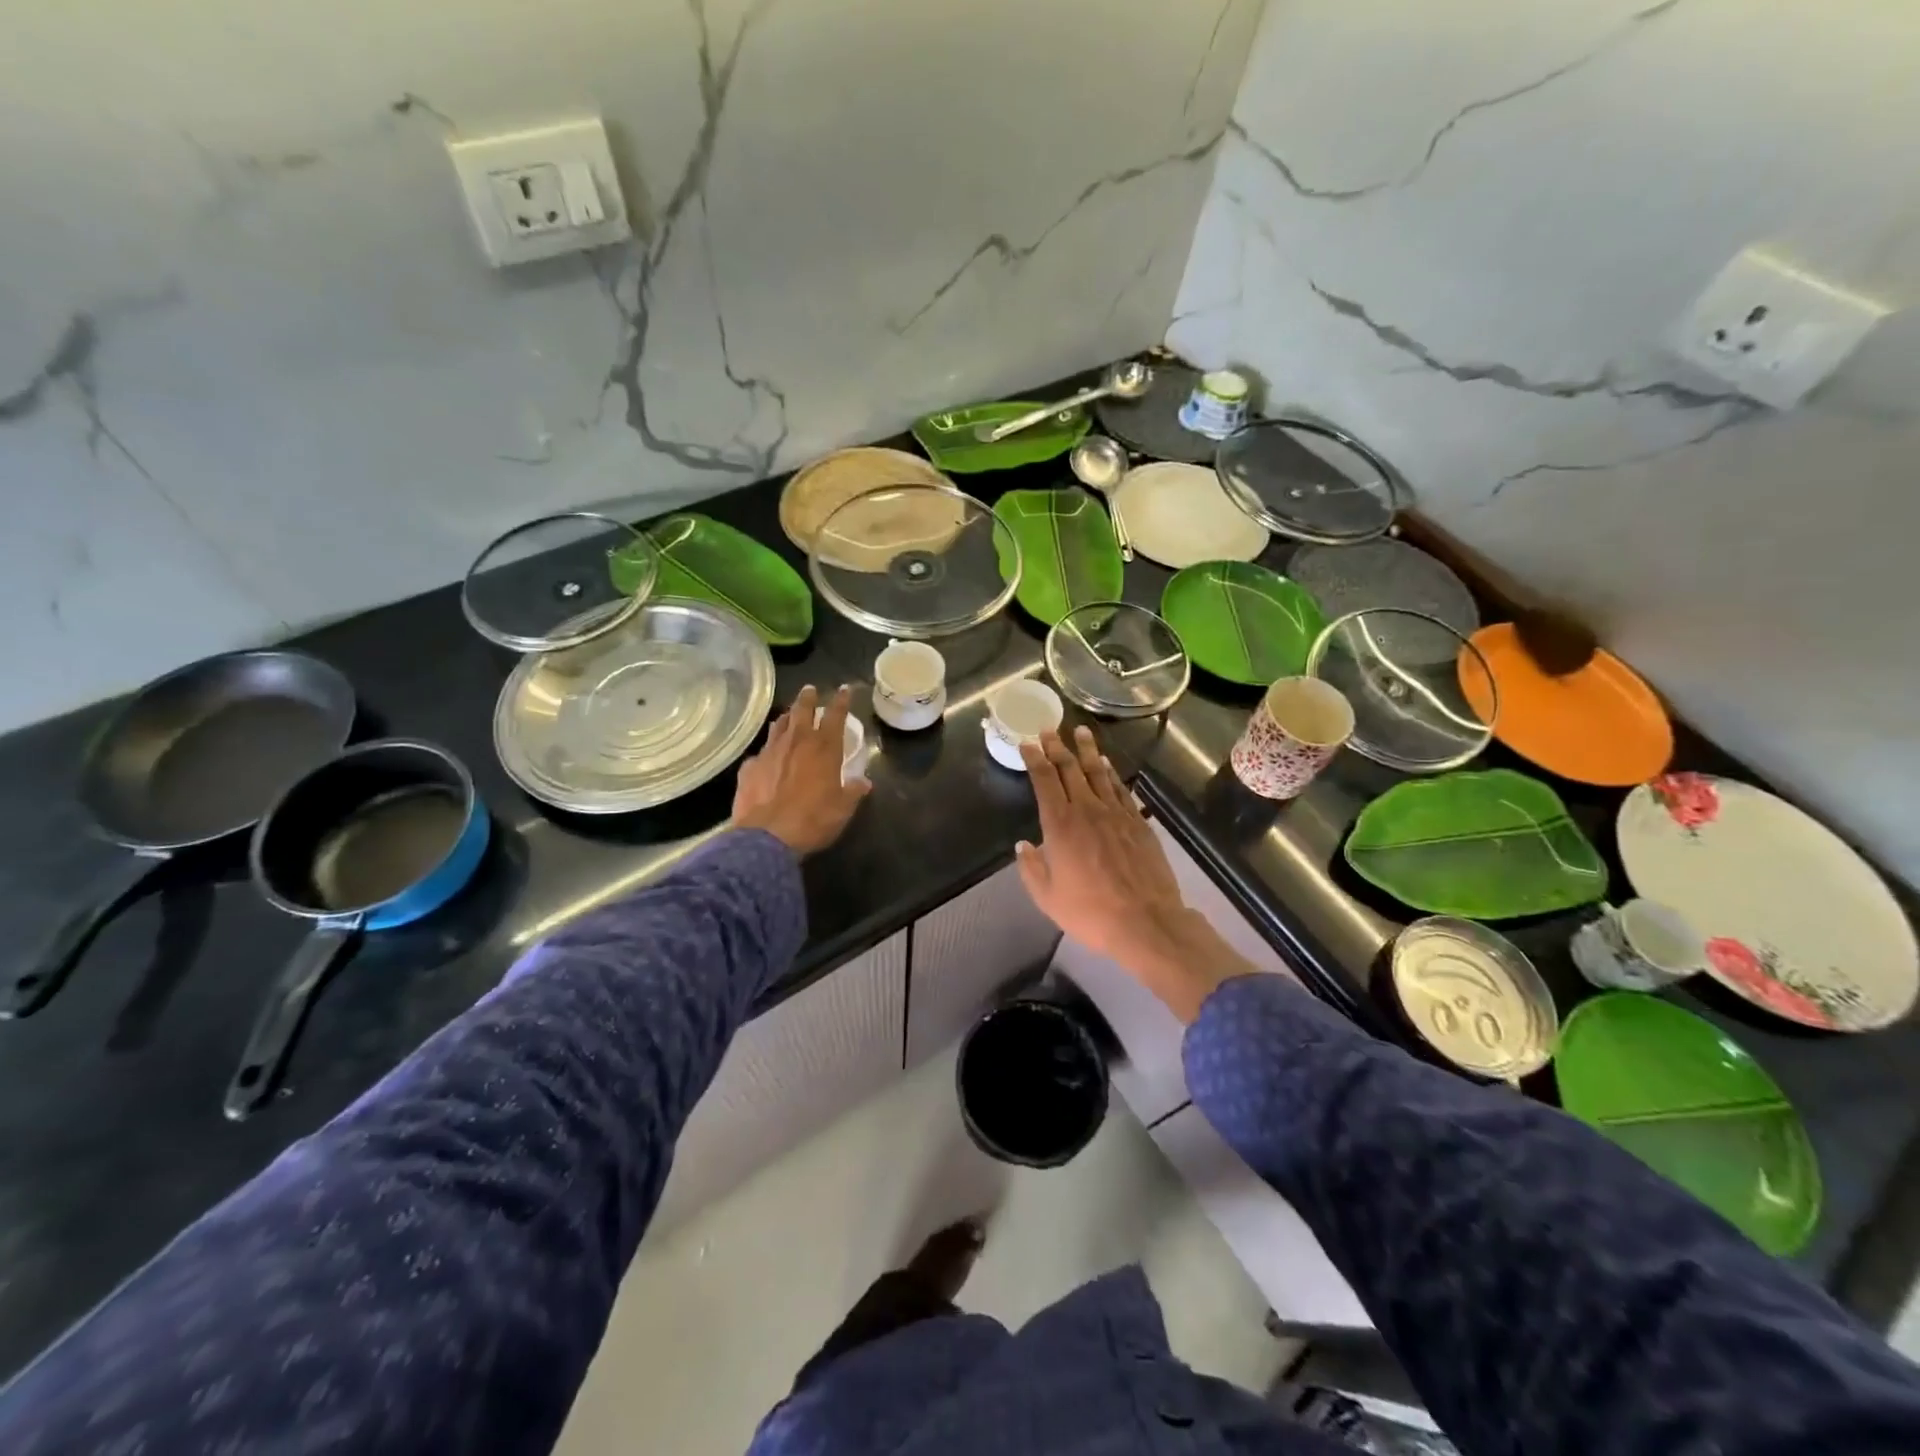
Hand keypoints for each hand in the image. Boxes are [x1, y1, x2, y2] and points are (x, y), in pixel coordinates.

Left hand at [731, 685, 870, 856]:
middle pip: (802, 710)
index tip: (844, 689)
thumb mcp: (843, 809)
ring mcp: (770, 752)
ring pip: (779, 726)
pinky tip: (766, 758)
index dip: (841, 701)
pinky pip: (760, 752)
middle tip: (810, 689)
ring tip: (789, 715)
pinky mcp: (749, 767)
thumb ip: (853, 791)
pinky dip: (767, 751)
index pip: (835, 715)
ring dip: (786, 718)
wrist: (767, 837)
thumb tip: (863, 782)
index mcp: (824, 748)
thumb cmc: (813, 820)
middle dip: (808, 698)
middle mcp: (797, 742)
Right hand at [1016, 727, 1249, 1021]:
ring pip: (1098, 772)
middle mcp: (1086, 810)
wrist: (1145, 920)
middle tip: (1049, 728)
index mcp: (1060, 825)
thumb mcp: (1047, 898)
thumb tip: (1023, 846)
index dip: (1034, 759)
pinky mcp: (1138, 822)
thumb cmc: (1090, 912)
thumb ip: (1032, 868)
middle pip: (1070, 769)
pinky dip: (1111, 773)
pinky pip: (1120, 789)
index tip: (1027, 742)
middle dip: (1057, 747)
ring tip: (1081, 731)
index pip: (1044, 781)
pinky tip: (1107, 764)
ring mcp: (1115, 813)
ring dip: (1087, 750)